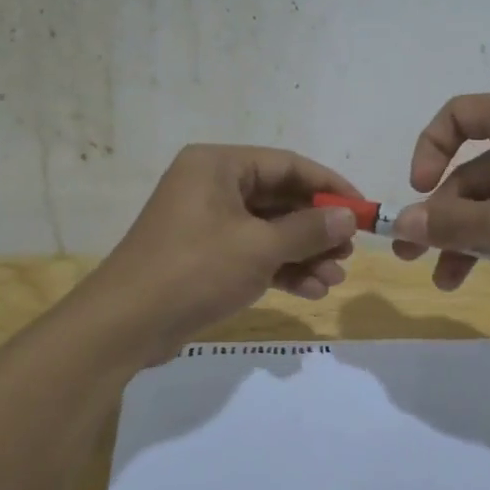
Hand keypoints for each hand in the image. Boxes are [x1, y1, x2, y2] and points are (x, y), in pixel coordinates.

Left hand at [84, 144, 361, 350]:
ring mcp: (206, 223)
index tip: (362, 209)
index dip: (329, 187)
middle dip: (317, 228)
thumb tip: (348, 217)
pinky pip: (252, 253)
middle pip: (279, 199)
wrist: (126, 324)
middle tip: (349, 251)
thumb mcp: (259, 247)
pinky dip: (280, 269)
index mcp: (219, 165)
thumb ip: (308, 230)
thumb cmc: (195, 269)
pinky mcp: (204, 257)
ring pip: (268, 230)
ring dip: (303, 254)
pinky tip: (311, 291)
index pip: (287, 165)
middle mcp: (212, 186)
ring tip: (334, 279)